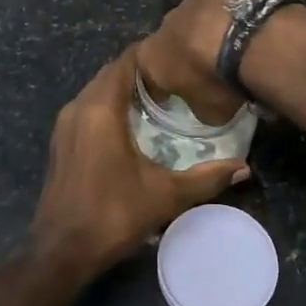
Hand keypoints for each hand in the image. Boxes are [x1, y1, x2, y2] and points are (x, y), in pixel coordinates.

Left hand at [31, 48, 248, 279]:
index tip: (181, 58)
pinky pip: (88, 107)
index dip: (152, 54)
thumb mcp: (166, 196)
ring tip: (161, 97)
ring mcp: (65, 124)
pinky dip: (110, 104)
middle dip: (141, 70)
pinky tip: (134, 123)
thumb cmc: (113, 216)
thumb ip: (207, 179)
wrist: (61, 252)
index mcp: (100, 109)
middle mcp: (78, 107)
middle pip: (111, 72)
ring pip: (98, 90)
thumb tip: (244, 168)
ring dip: (125, 88)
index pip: (125, 61)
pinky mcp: (61, 141)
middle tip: (177, 79)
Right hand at [133, 0, 263, 125]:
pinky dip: (233, 15)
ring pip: (198, 16)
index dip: (159, 84)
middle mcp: (166, 21)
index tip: (171, 94)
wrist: (253, 36)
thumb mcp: (210, 112)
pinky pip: (225, 4)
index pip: (144, 72)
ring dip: (209, 29)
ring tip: (234, 45)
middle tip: (208, 67)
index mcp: (151, 55)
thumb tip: (205, 102)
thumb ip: (200, 105)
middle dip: (185, 50)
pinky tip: (251, 28)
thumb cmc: (220, 81)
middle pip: (171, 38)